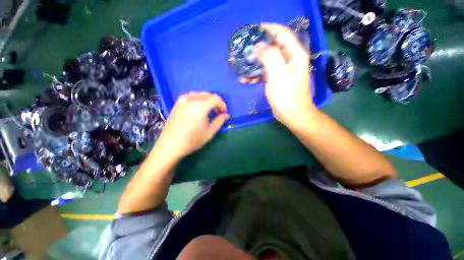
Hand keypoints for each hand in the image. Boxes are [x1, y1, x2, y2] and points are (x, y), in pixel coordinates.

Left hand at [155, 92, 229, 158]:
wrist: (170, 145)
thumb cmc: (192, 140)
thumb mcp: (210, 132)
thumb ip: (220, 121)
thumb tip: (226, 115)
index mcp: (200, 106)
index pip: (215, 98)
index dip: (222, 104)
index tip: (224, 112)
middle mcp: (191, 99)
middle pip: (208, 95)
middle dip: (215, 102)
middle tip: (218, 112)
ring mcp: (182, 100)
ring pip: (199, 94)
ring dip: (207, 100)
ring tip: (209, 110)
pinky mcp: (177, 104)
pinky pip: (190, 96)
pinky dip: (198, 99)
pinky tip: (198, 108)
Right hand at [244, 23, 316, 127]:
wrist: (292, 114)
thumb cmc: (287, 96)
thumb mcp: (278, 75)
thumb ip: (270, 57)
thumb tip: (259, 46)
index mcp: (294, 55)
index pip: (282, 34)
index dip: (269, 29)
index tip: (254, 30)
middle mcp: (290, 60)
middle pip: (273, 47)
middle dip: (259, 47)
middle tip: (245, 49)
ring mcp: (283, 71)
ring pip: (267, 61)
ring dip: (255, 63)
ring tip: (242, 66)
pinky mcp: (277, 80)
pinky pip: (265, 73)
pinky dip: (256, 75)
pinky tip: (245, 79)